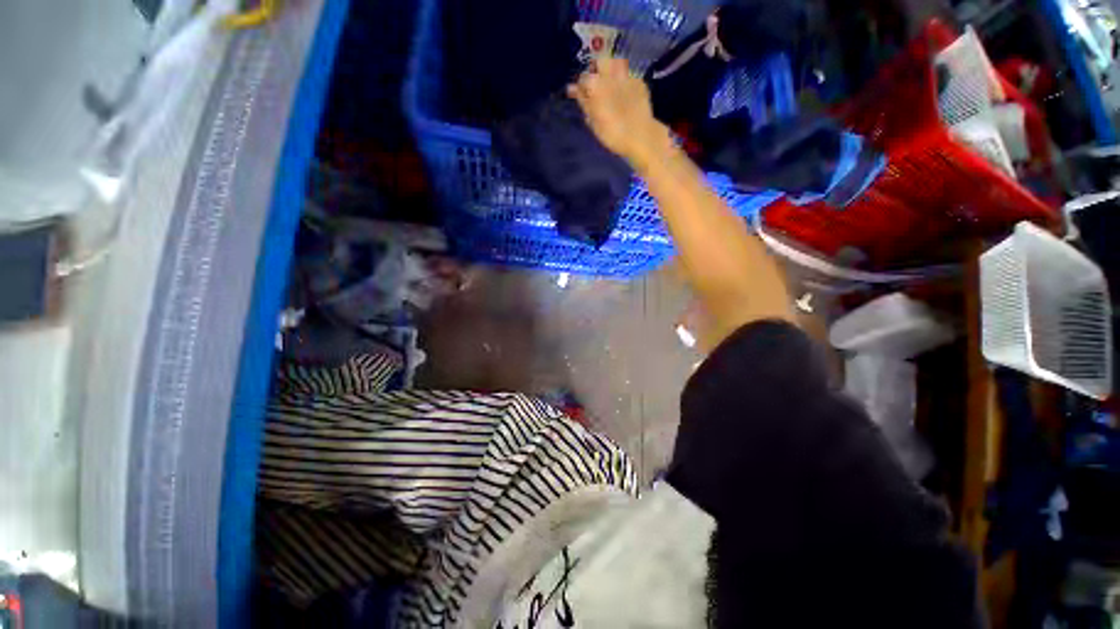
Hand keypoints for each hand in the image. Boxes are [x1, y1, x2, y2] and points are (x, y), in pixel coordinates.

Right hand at [567, 58, 669, 167]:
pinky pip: (628, 74)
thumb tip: (572, 88)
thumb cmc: (612, 133)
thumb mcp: (593, 121)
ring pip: (615, 63)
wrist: (639, 135)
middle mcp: (610, 73)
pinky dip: (624, 80)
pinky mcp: (639, 80)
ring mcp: (627, 74)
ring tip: (611, 87)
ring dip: (611, 71)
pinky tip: (625, 93)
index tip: (582, 95)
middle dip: (597, 70)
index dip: (582, 86)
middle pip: (600, 62)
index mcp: (595, 83)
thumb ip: (583, 101)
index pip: (583, 78)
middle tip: (597, 86)